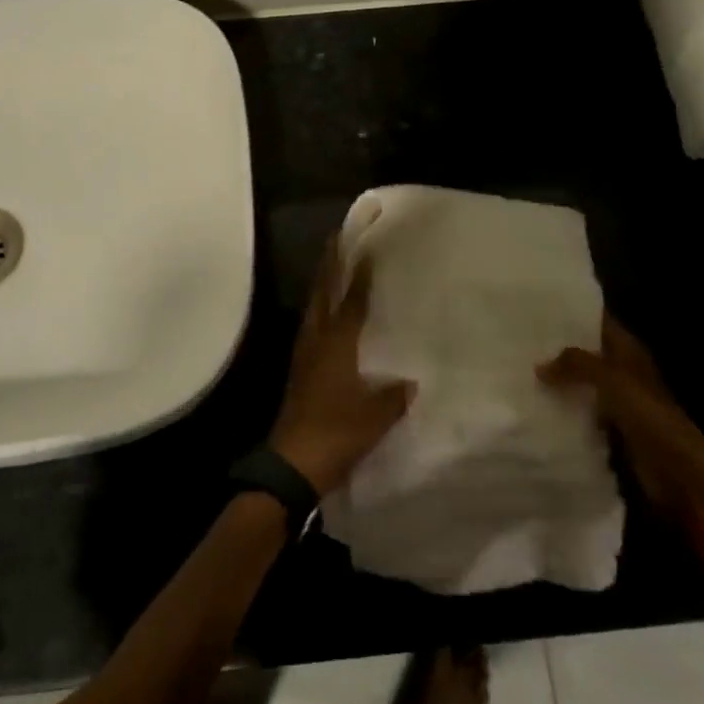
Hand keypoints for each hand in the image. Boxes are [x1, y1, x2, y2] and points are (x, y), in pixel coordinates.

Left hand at [270, 235, 415, 495]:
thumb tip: (411, 382)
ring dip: (322, 285)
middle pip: (322, 293)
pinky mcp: (299, 371)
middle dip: (329, 265)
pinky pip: (311, 328)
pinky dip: (320, 312)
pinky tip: (328, 318)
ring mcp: (303, 355)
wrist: (292, 463)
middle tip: (336, 239)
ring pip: (313, 308)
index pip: (350, 299)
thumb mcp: (376, 416)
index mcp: (337, 343)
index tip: (364, 246)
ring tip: (332, 268)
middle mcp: (317, 340)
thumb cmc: (337, 432)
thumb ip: (394, 396)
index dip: (358, 273)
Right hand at [538, 313, 703, 547]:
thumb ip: (577, 365)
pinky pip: (581, 408)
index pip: (597, 320)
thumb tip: (539, 365)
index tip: (535, 306)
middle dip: (557, 345)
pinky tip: (535, 402)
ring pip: (581, 380)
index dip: (571, 312)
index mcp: (629, 351)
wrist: (681, 476)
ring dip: (558, 377)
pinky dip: (563, 405)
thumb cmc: (652, 419)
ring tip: (519, 366)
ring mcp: (617, 400)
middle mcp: (622, 370)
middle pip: (586, 350)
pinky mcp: (611, 428)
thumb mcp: (614, 382)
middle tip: (517, 336)